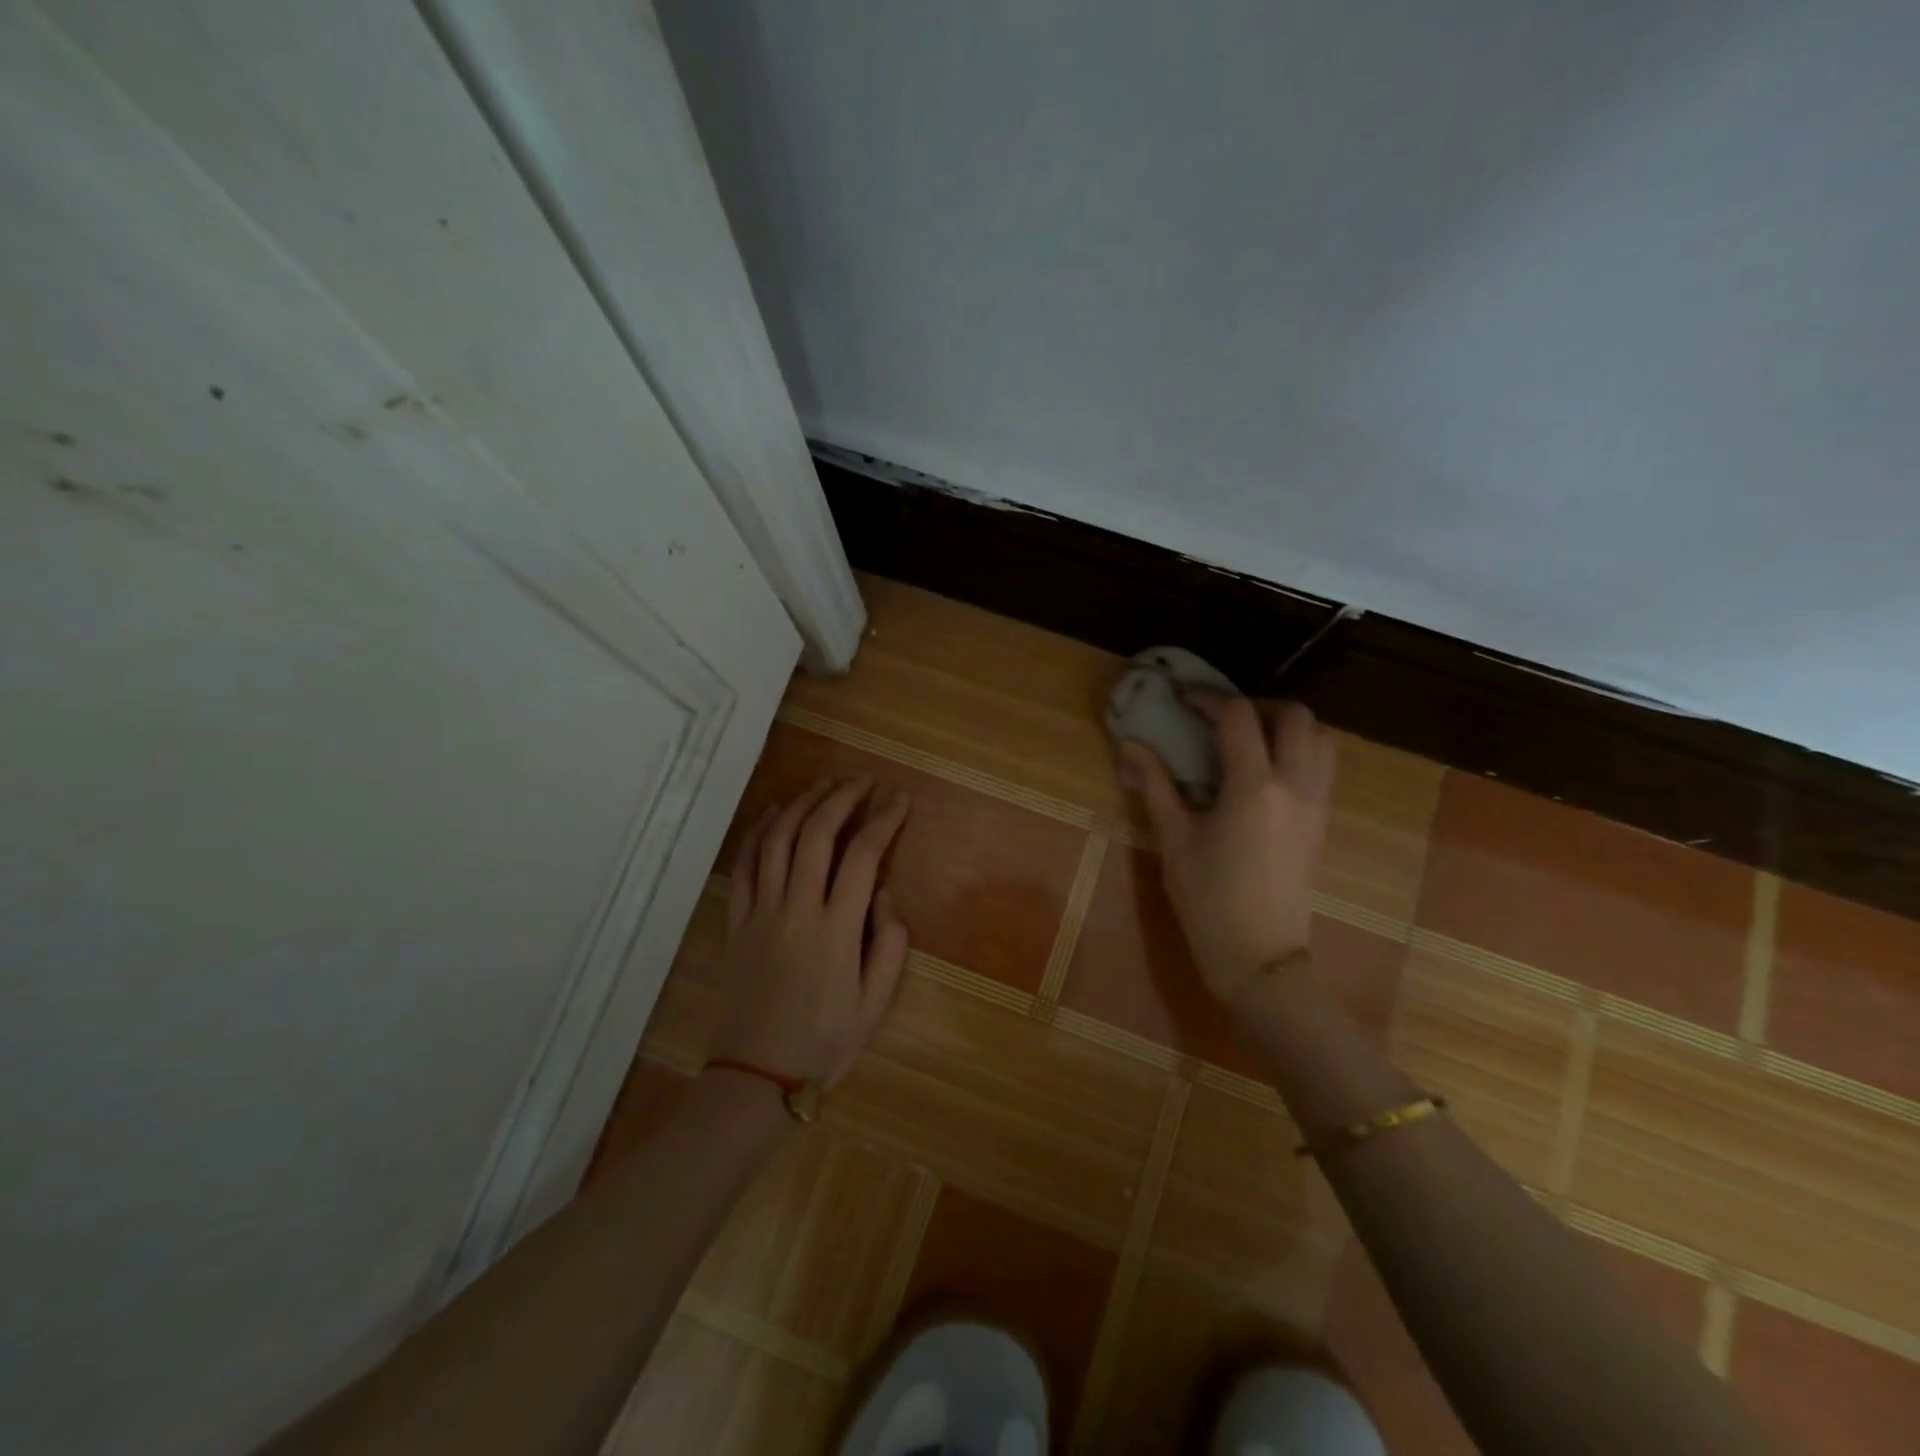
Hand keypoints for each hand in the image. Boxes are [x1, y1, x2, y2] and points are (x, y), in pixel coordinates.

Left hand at [707, 777, 911, 1087]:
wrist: (756, 1078)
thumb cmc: (823, 1044)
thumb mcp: (875, 1005)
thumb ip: (888, 945)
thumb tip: (885, 896)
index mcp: (836, 930)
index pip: (863, 856)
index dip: (883, 821)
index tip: (899, 800)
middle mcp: (796, 909)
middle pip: (816, 834)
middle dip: (842, 798)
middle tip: (862, 780)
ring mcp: (760, 912)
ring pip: (777, 840)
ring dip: (802, 804)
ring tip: (824, 785)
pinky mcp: (736, 922)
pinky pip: (744, 866)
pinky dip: (758, 832)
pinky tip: (773, 813)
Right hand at [1120, 695, 1335, 1007]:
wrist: (1260, 957)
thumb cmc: (1209, 900)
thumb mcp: (1174, 840)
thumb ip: (1156, 785)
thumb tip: (1131, 745)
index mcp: (1253, 786)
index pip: (1238, 717)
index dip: (1208, 698)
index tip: (1183, 698)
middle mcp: (1295, 785)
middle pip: (1295, 716)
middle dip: (1258, 706)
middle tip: (1222, 719)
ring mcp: (1316, 804)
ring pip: (1321, 739)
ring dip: (1288, 727)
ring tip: (1250, 741)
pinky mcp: (1323, 823)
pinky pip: (1323, 768)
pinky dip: (1300, 752)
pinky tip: (1264, 774)